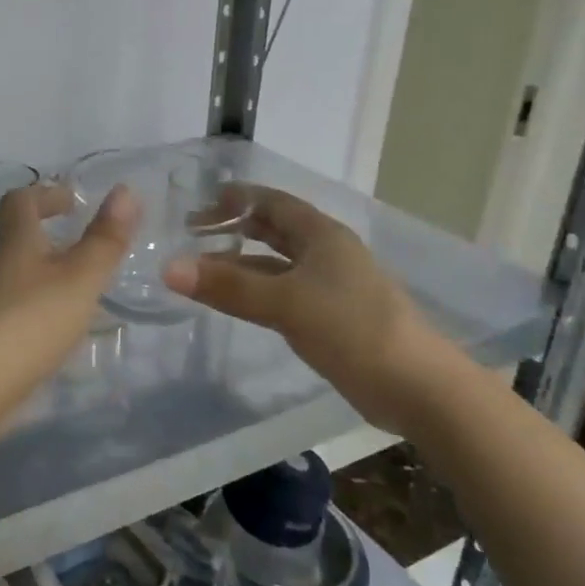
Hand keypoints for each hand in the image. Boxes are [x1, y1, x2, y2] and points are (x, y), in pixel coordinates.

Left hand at [0, 182, 137, 422]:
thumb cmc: (30, 321)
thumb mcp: (79, 278)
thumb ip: (104, 240)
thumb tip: (125, 189)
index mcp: (18, 245)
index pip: (19, 202)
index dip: (44, 193)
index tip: (72, 199)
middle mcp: (1, 270)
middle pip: (20, 240)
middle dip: (50, 234)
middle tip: (87, 241)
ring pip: (24, 276)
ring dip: (52, 272)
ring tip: (89, 286)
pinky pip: (25, 309)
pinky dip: (48, 307)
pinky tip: (70, 328)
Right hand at [163, 185, 431, 421]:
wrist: (416, 386)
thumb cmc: (352, 328)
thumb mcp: (285, 303)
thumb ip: (228, 286)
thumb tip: (168, 268)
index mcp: (321, 235)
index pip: (271, 202)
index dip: (235, 199)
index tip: (197, 204)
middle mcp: (325, 253)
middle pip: (273, 229)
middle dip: (233, 228)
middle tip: (191, 234)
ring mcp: (329, 286)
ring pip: (275, 264)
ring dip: (240, 263)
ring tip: (200, 269)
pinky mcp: (329, 317)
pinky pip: (282, 292)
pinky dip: (254, 291)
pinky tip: (233, 302)